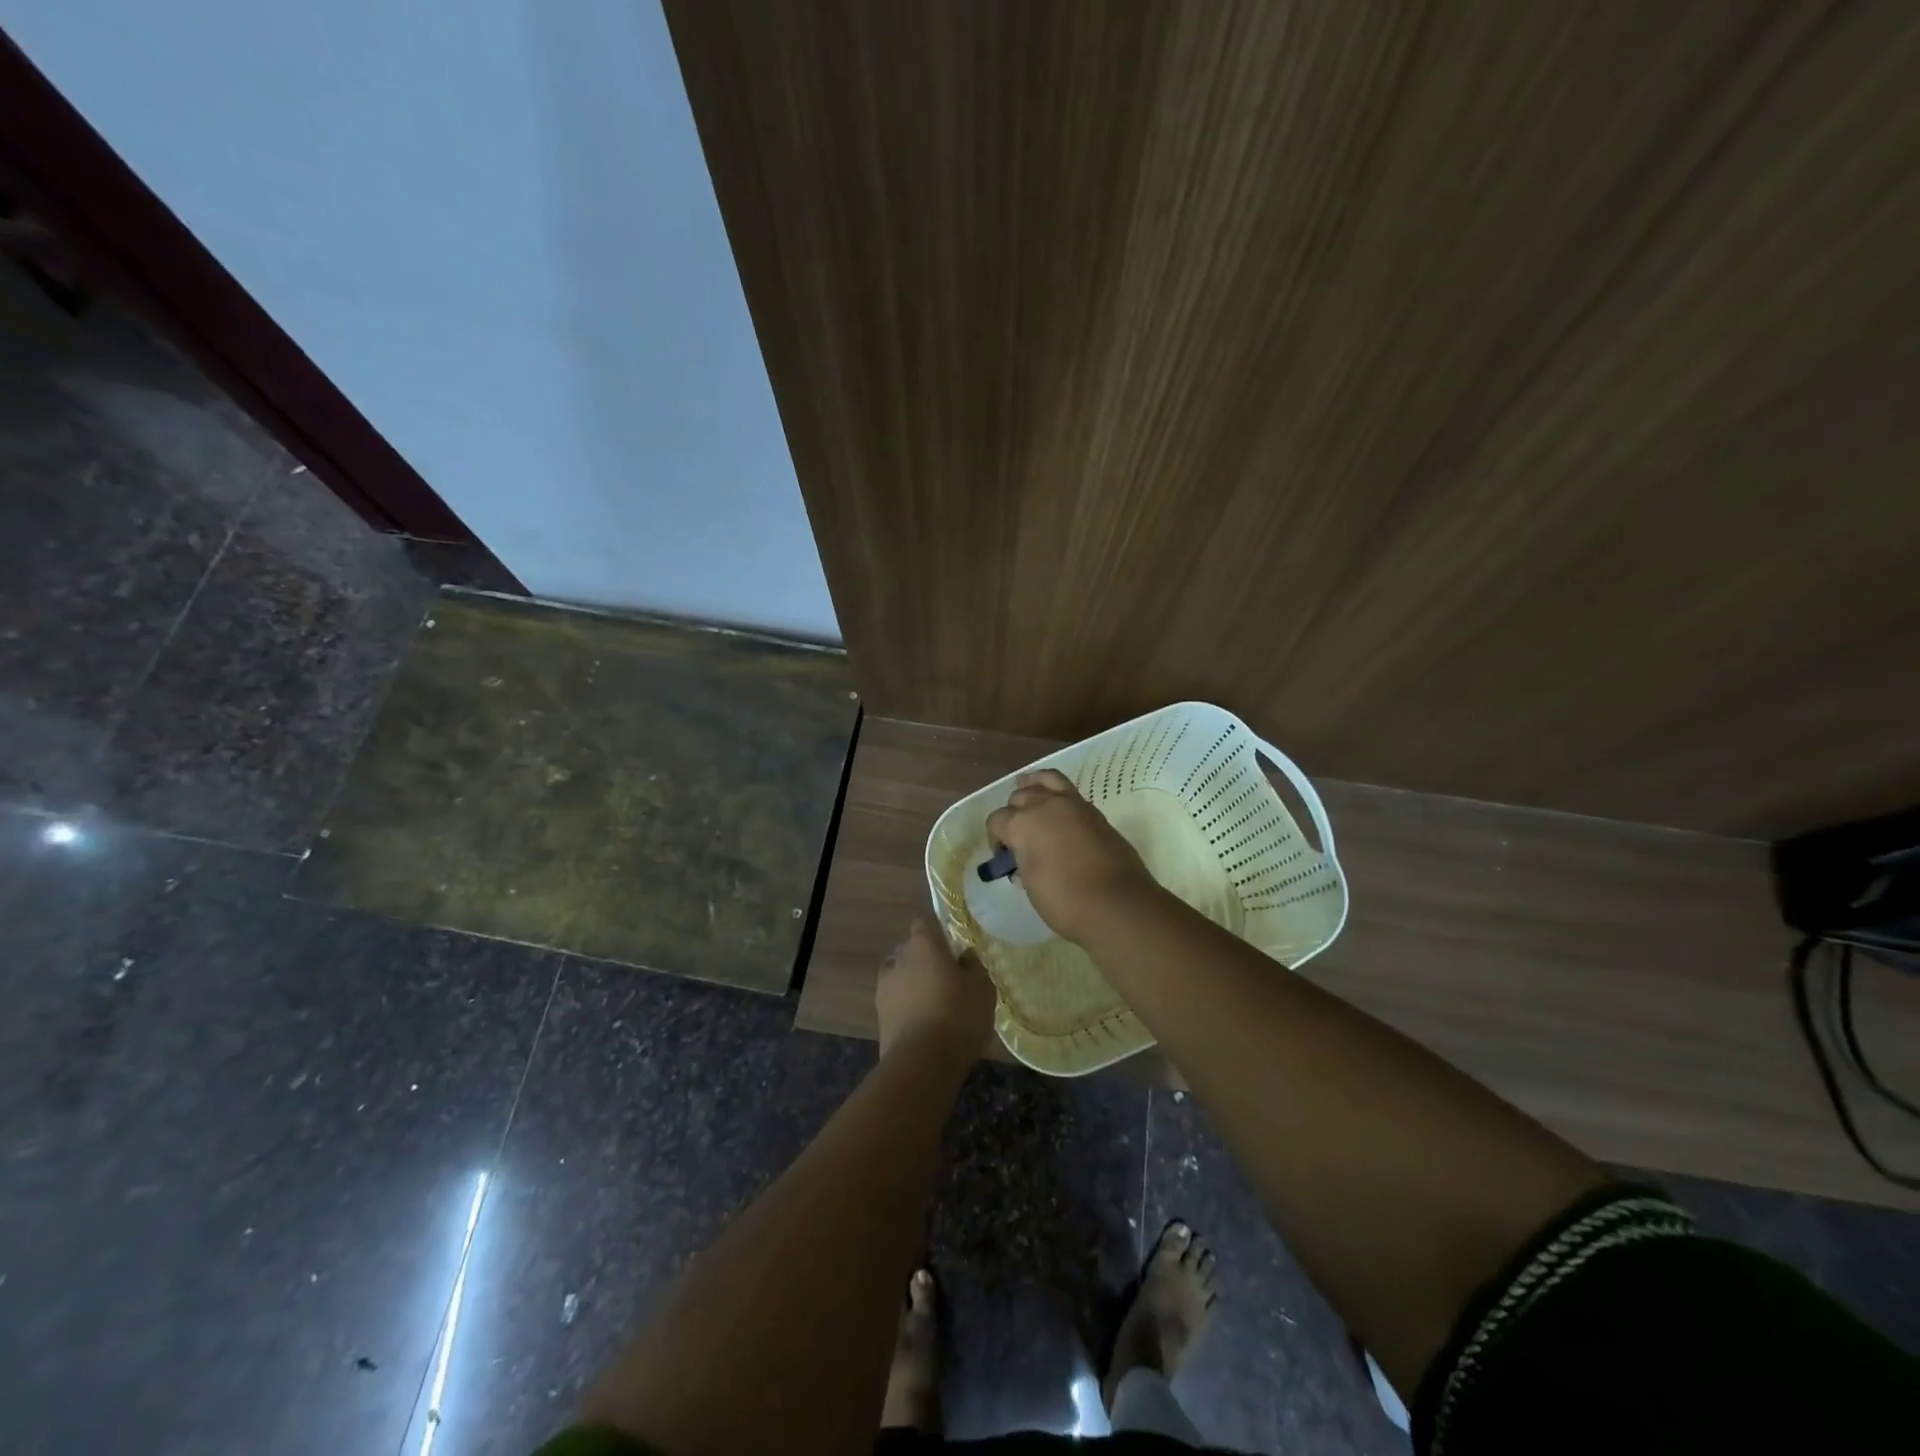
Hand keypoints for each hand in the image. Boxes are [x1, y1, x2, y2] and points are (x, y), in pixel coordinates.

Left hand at [875, 918, 996, 1059]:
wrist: (922, 1062)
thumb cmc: (958, 1015)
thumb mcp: (982, 988)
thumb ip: (973, 966)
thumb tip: (964, 956)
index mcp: (923, 945)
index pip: (924, 925)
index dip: (937, 935)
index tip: (952, 949)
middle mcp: (898, 960)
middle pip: (909, 950)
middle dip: (924, 960)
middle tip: (946, 978)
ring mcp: (884, 988)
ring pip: (899, 977)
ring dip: (912, 985)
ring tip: (933, 1003)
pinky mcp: (879, 1017)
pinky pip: (895, 1003)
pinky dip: (906, 1008)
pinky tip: (923, 1023)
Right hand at [983, 770, 1156, 942]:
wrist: (1119, 904)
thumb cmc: (1067, 902)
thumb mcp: (1032, 887)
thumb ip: (1023, 865)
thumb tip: (1023, 860)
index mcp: (1022, 824)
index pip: (996, 821)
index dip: (996, 839)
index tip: (1004, 858)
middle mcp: (1044, 805)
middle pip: (1019, 798)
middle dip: (1013, 816)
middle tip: (1020, 840)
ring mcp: (1072, 804)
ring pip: (1044, 781)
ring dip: (1032, 788)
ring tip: (1029, 797)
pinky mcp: (1093, 810)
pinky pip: (1067, 789)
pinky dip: (1054, 790)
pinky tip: (1055, 804)